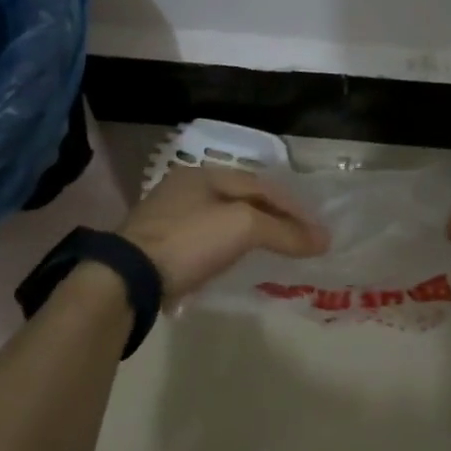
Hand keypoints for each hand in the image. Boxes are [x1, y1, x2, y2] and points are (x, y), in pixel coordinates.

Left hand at [120, 166, 329, 299]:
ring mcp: (168, 216)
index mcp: (204, 174)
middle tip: (300, 237)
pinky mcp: (159, 245)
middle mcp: (185, 188)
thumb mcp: (243, 228)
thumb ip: (283, 232)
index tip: (318, 230)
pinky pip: (205, 239)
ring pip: (222, 219)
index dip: (293, 207)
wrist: (128, 276)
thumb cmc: (189, 241)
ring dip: (250, 231)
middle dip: (272, 216)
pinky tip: (237, 261)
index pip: (260, 185)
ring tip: (275, 249)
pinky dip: (228, 247)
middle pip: (241, 199)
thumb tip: (322, 240)